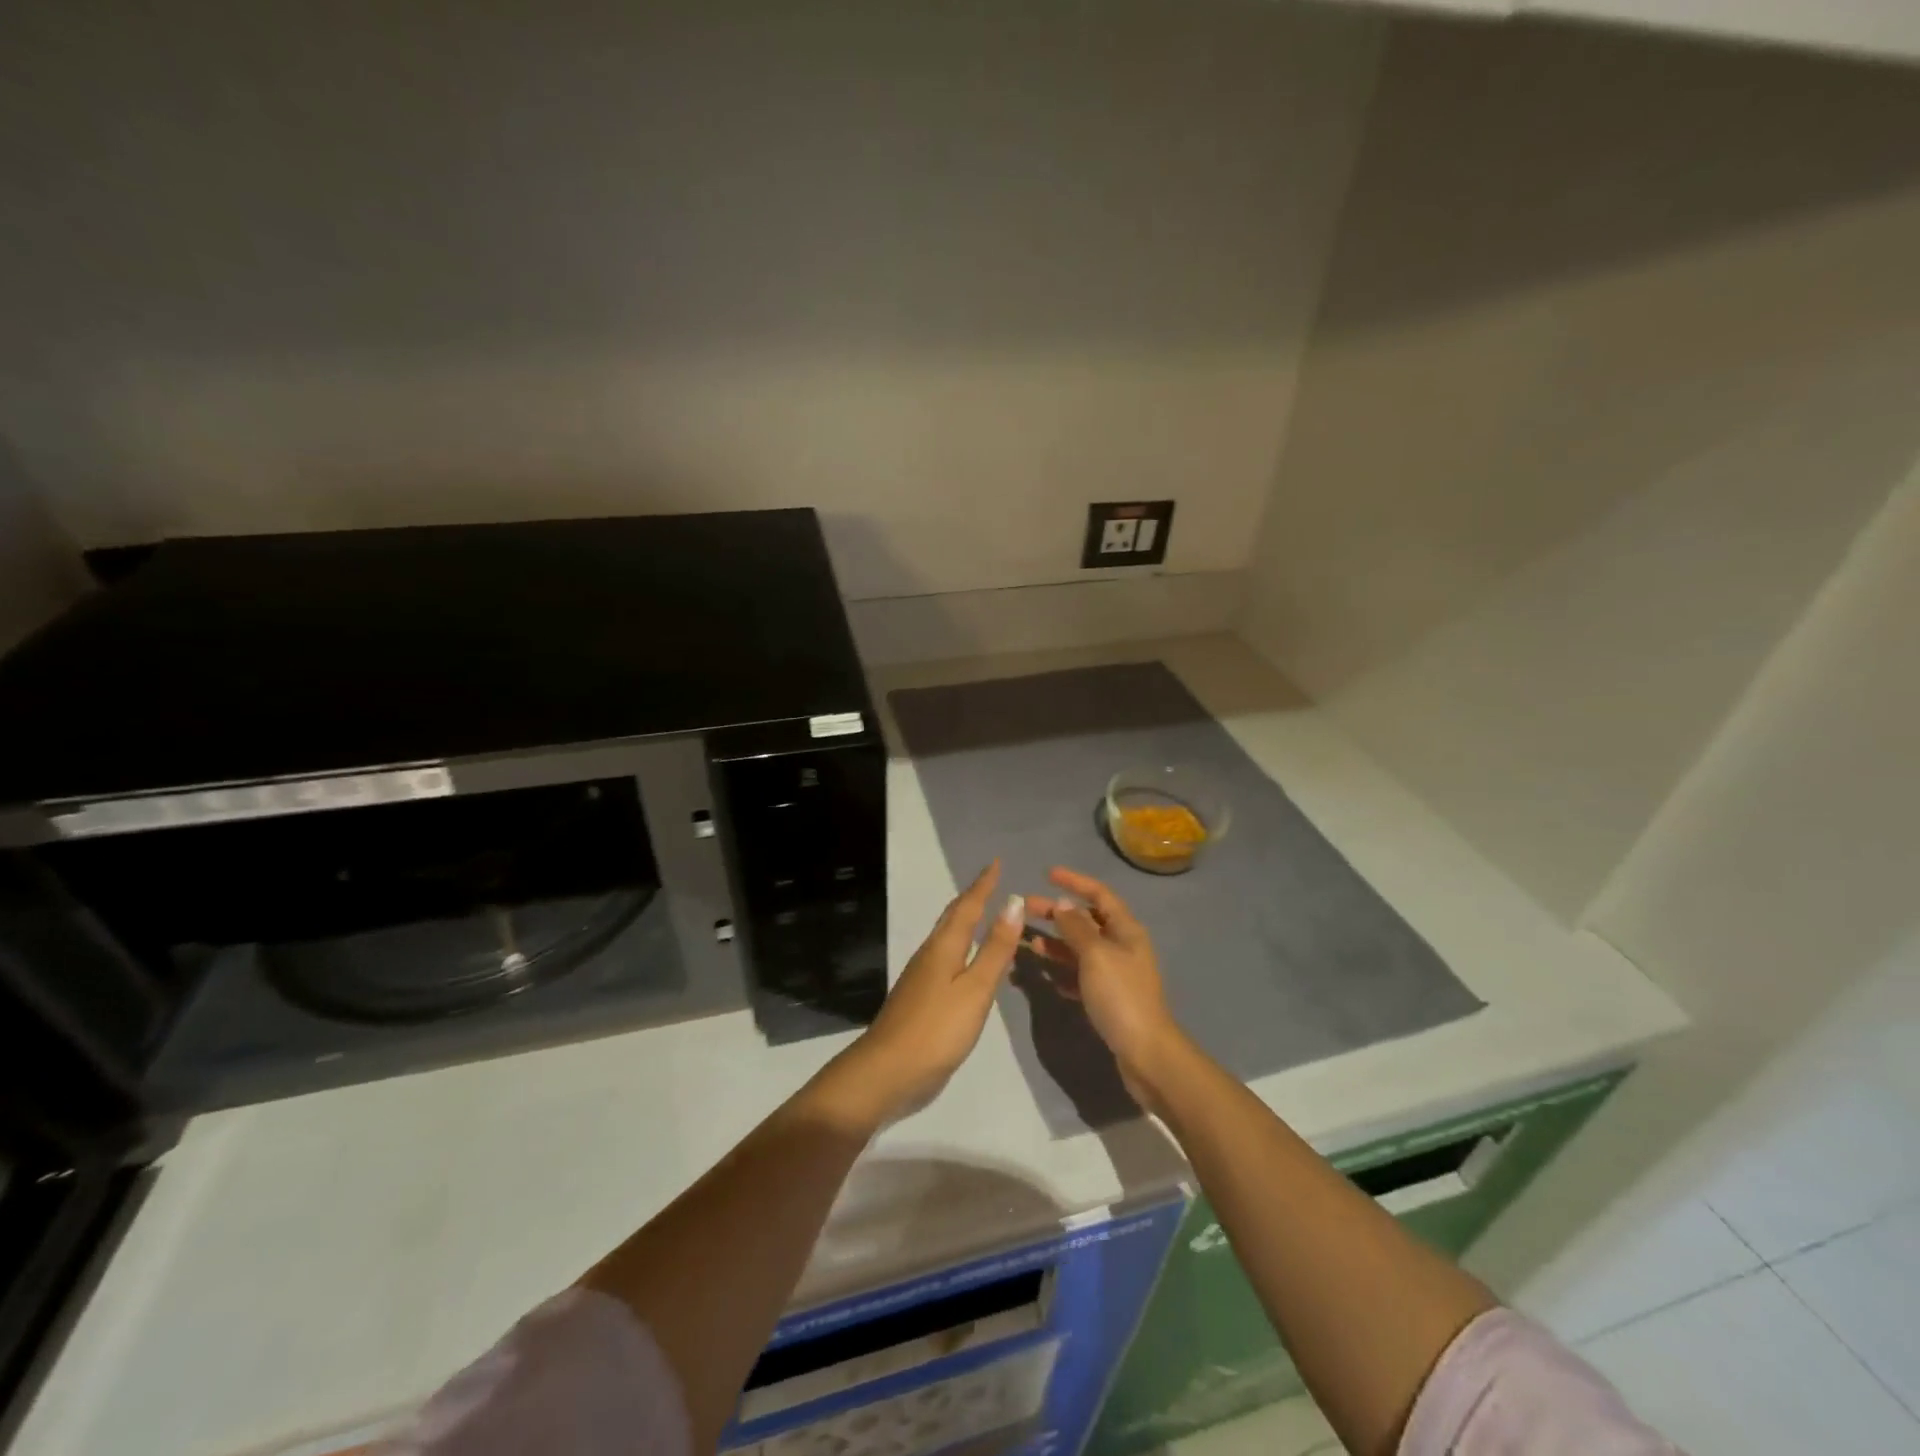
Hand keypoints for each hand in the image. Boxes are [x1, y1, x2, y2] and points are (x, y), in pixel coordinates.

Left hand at [827, 860, 1023, 1125]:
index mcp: (944, 946)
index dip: (983, 884)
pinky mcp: (921, 997)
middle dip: (972, 897)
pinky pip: (946, 957)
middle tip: (991, 882)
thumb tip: (1013, 901)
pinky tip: (968, 960)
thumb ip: (995, 948)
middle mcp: (931, 954)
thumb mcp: (975, 988)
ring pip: (947, 936)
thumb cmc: (937, 1029)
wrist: (887, 1072)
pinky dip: (961, 946)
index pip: (968, 906)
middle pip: (953, 917)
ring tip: (984, 913)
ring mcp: (922, 976)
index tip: (996, 862)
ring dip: (965, 920)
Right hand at [1025, 867, 1182, 1104]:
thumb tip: (1063, 904)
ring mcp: (1116, 973)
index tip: (1047, 874)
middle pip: (1086, 920)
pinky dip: (1062, 970)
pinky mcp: (1108, 998)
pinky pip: (1080, 975)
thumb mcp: (1095, 955)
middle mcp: (1122, 946)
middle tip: (1026, 908)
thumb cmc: (1121, 996)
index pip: (1099, 894)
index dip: (1074, 881)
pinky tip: (1044, 973)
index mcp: (1126, 930)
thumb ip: (1077, 928)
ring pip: (1081, 948)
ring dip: (1055, 943)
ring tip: (1028, 942)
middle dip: (1057, 913)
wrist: (1146, 1053)